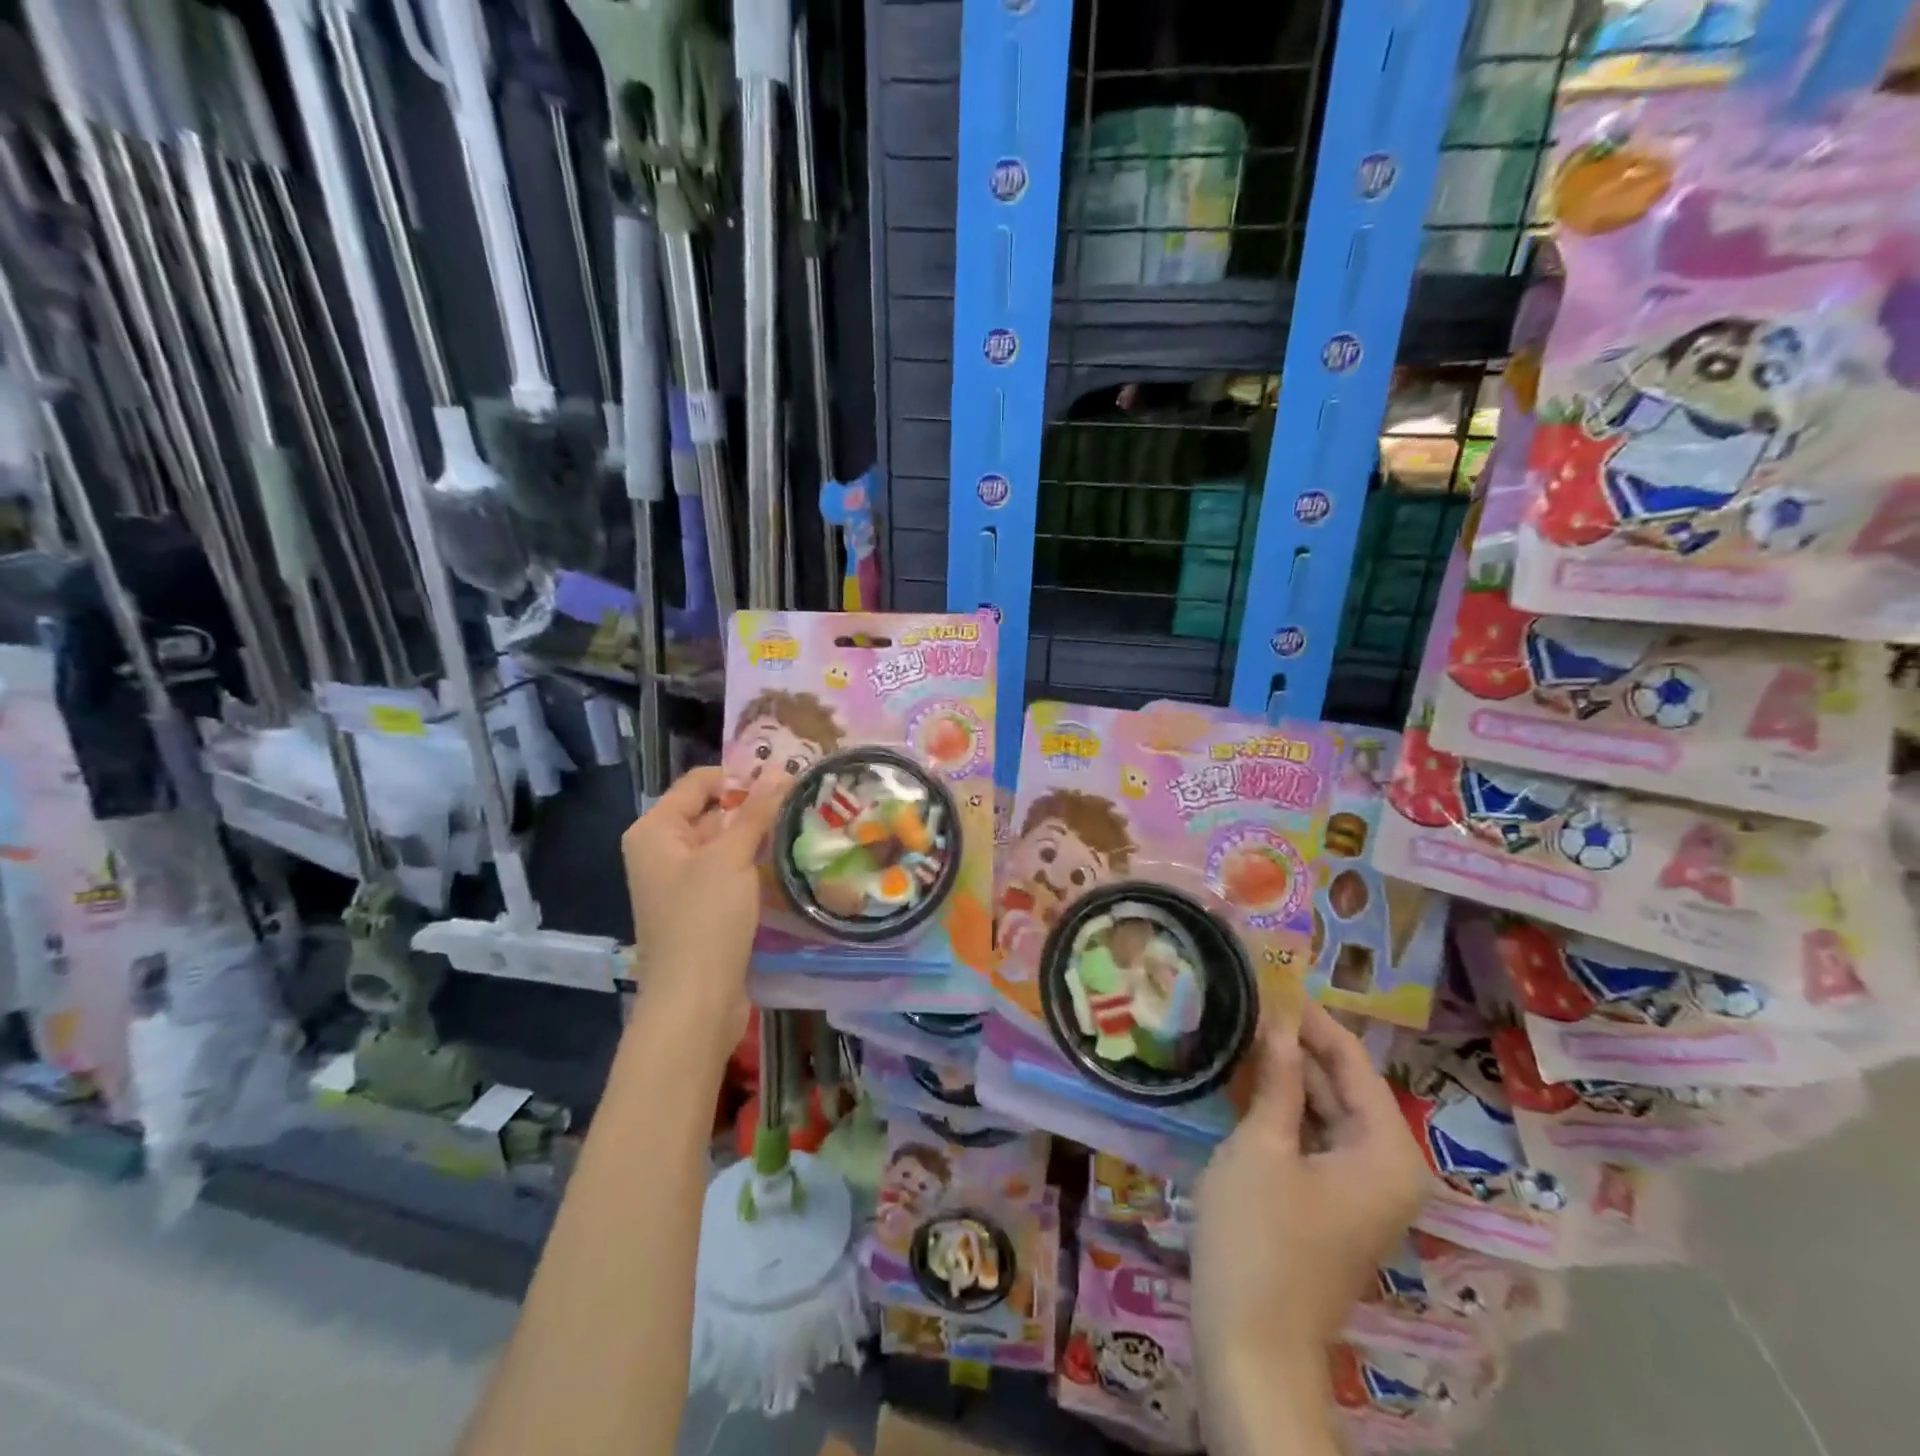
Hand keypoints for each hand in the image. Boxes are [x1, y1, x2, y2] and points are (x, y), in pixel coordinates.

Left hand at [622, 766, 788, 1056]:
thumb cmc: (704, 920)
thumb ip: (756, 811)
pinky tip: (789, 862)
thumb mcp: (731, 858)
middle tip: (803, 801)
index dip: (740, 776)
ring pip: (726, 844)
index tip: (786, 779)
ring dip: (760, 837)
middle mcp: (663, 850)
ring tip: (804, 826)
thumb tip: (781, 770)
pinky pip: (731, 872)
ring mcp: (682, 882)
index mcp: (655, 830)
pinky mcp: (702, 908)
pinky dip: (756, 865)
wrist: (694, 1002)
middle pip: (713, 811)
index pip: (700, 782)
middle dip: (755, 806)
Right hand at [1192, 1005, 1427, 1423]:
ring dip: (1284, 1073)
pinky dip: (1281, 1108)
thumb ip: (1278, 1079)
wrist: (1251, 1343)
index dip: (1310, 1017)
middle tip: (1246, 997)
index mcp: (1387, 1151)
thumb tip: (1279, 1019)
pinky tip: (1242, 1079)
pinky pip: (1311, 1137)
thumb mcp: (1263, 1145)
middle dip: (1295, 1042)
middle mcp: (1386, 1165)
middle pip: (1341, 1083)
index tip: (1270, 977)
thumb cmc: (1259, 1237)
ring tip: (1239, 1025)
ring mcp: (1359, 1187)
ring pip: (1324, 1110)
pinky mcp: (1330, 1201)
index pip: (1352, 1060)